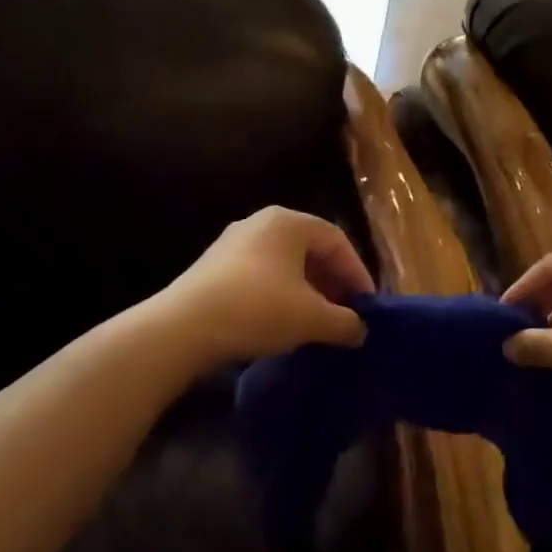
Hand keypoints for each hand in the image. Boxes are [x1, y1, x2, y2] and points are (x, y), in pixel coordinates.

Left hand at [157, 207, 373, 369]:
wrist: (183, 327)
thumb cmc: (258, 309)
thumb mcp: (312, 318)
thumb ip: (344, 321)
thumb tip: (360, 329)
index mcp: (288, 221)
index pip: (337, 240)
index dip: (357, 273)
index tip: (367, 306)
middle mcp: (261, 222)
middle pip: (310, 249)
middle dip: (332, 282)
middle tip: (345, 313)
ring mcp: (233, 243)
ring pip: (284, 263)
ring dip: (306, 290)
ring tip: (316, 322)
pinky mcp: (213, 267)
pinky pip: (260, 275)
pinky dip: (280, 295)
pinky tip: (282, 323)